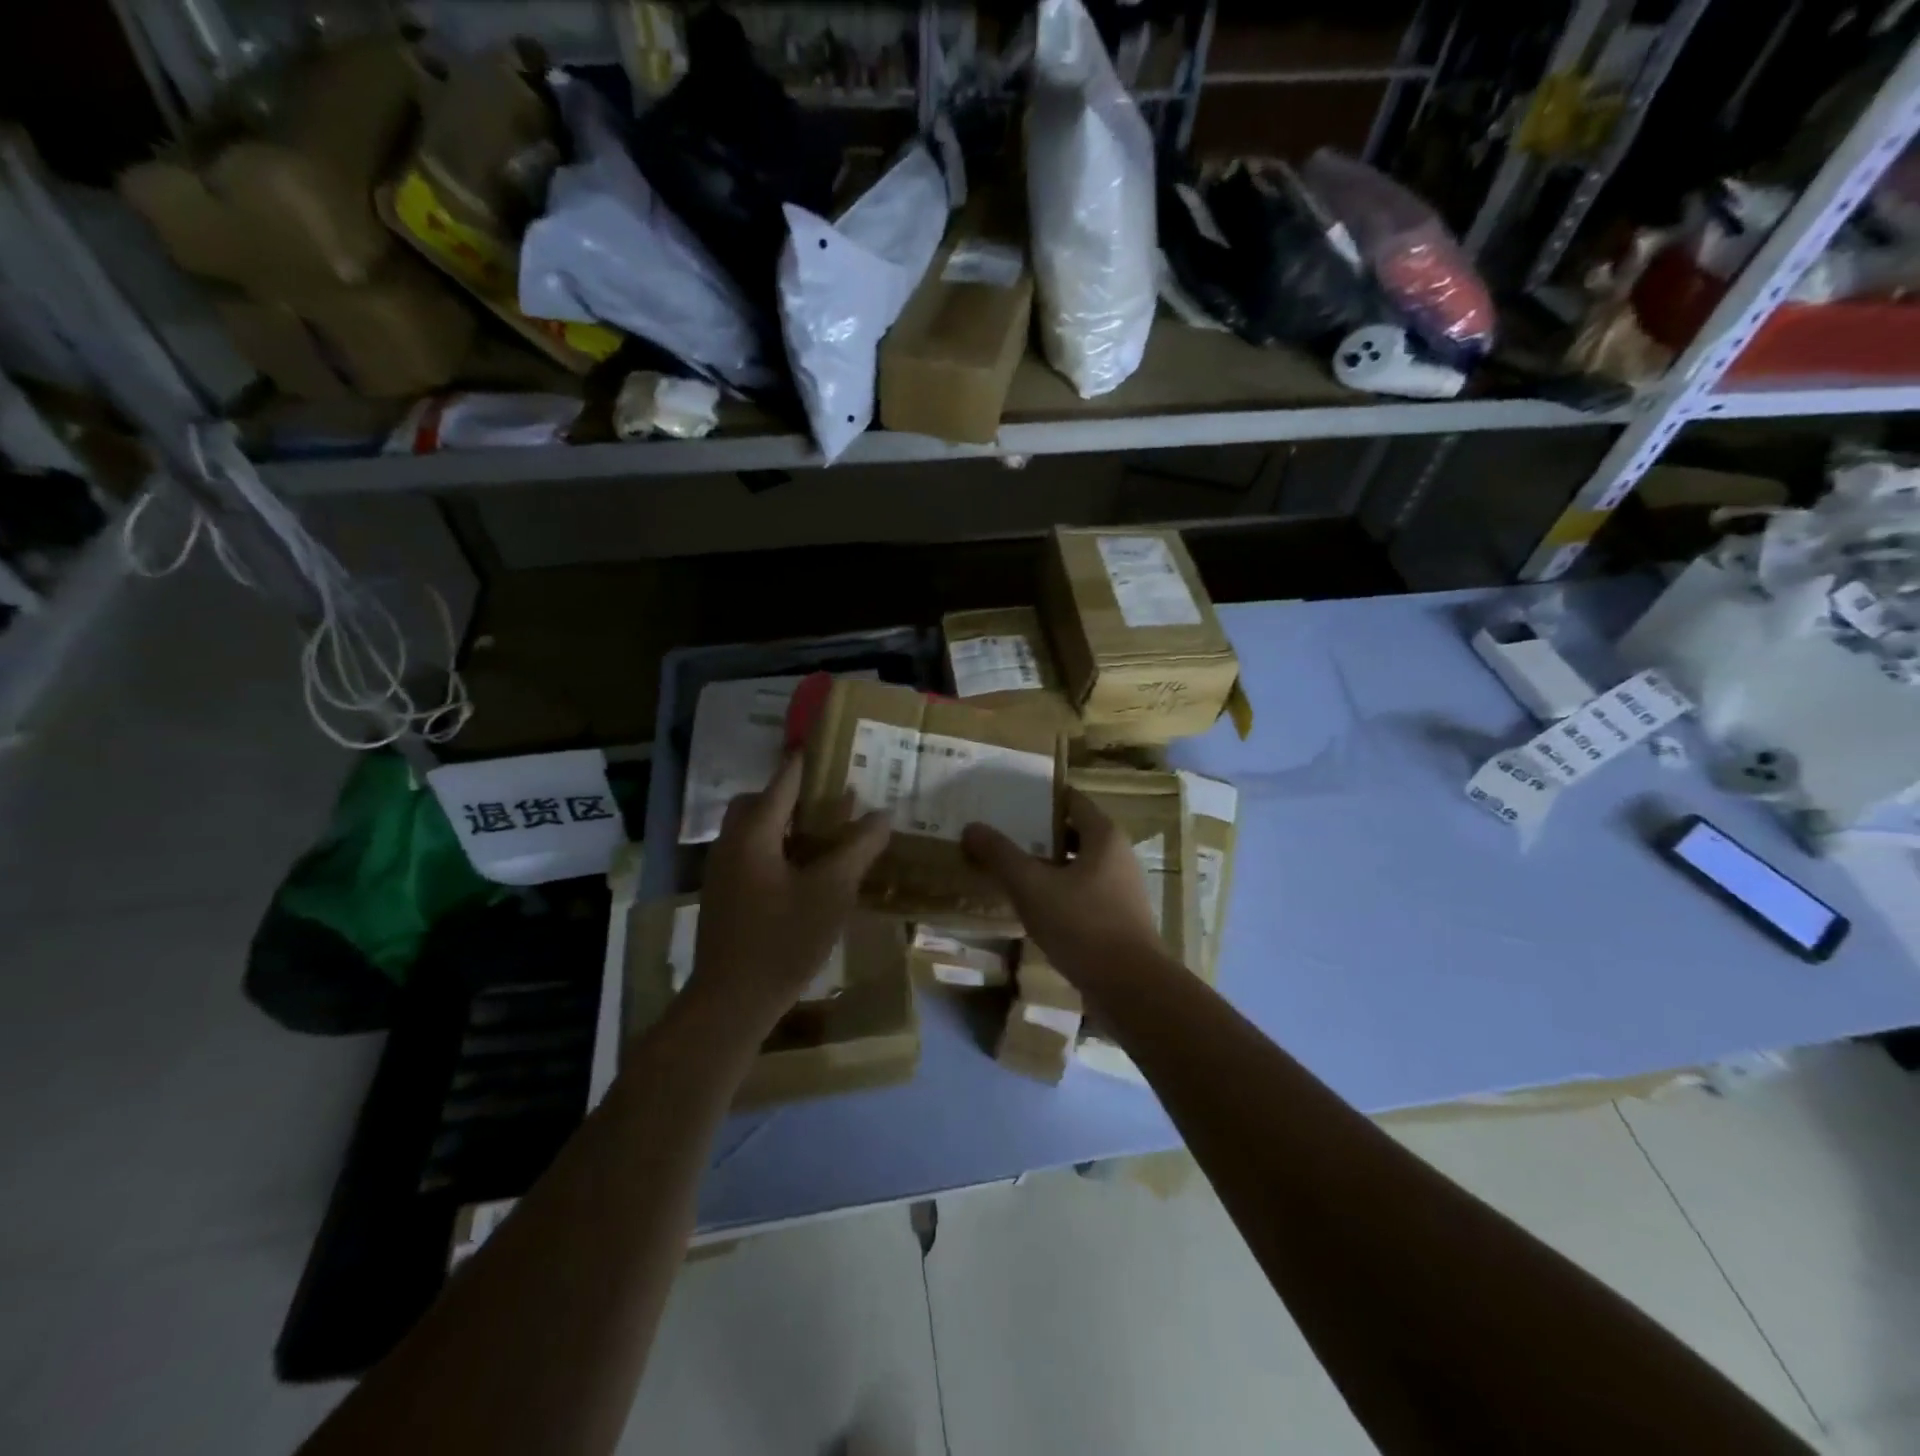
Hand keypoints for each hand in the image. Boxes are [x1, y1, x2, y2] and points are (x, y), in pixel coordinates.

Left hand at [690, 752, 890, 1032]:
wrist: (731, 1002)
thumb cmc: (783, 939)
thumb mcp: (832, 891)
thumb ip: (858, 848)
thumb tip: (883, 814)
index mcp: (754, 833)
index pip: (783, 782)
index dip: (807, 762)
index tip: (831, 745)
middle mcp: (732, 844)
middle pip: (760, 802)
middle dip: (793, 794)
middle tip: (831, 797)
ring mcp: (723, 872)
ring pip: (755, 831)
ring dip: (787, 824)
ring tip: (827, 832)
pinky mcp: (725, 897)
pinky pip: (753, 855)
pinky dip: (779, 849)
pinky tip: (808, 872)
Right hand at [962, 789, 1162, 985]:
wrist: (1131, 988)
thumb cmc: (1083, 925)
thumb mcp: (1032, 887)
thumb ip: (1000, 855)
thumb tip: (971, 827)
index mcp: (1104, 836)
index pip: (1072, 800)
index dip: (1041, 797)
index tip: (1009, 800)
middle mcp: (1118, 855)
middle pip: (1074, 832)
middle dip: (1038, 833)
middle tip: (1002, 834)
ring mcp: (1122, 889)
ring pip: (1078, 865)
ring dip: (1047, 865)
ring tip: (1010, 870)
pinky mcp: (1119, 919)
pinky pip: (1083, 893)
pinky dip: (1059, 892)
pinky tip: (1034, 907)